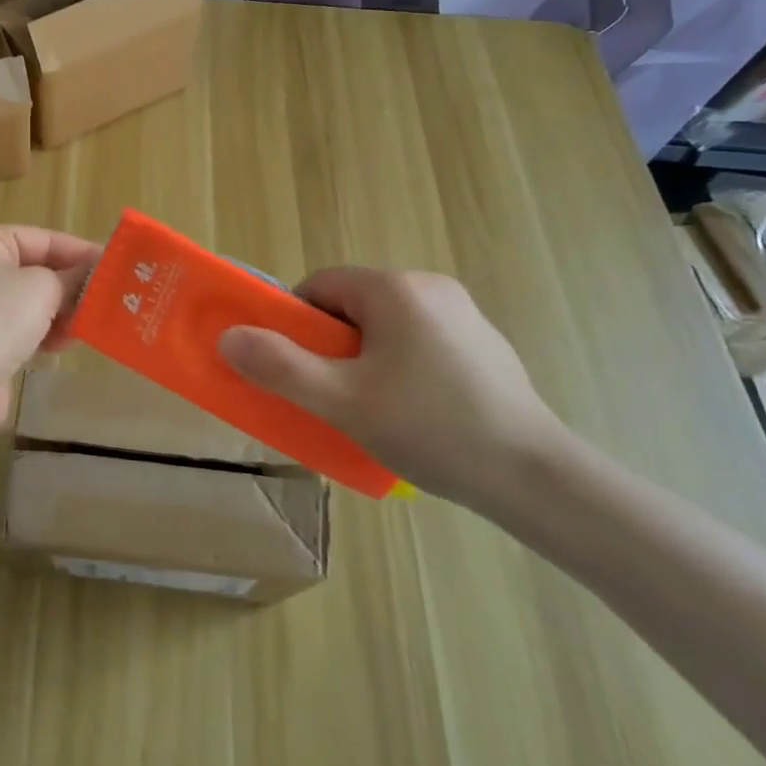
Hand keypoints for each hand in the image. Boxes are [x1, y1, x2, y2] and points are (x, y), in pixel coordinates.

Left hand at [0, 225, 101, 440]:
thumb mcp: (43, 288)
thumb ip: (72, 276)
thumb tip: (92, 273)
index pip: (39, 238)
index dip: (78, 251)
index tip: (113, 264)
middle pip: (33, 269)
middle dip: (69, 284)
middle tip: (107, 295)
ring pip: (26, 301)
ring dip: (59, 311)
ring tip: (90, 322)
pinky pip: (16, 326)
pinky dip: (41, 332)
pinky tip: (65, 344)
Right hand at [218, 268, 569, 512]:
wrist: (537, 478)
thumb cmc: (431, 429)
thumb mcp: (342, 402)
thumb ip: (280, 367)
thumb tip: (228, 337)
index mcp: (394, 289)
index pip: (320, 286)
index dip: (297, 326)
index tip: (300, 370)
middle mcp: (429, 286)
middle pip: (352, 305)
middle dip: (333, 347)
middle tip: (335, 396)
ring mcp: (463, 313)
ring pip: (386, 325)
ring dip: (367, 358)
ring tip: (375, 411)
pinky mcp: (484, 343)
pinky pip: (420, 341)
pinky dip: (404, 366)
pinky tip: (418, 413)